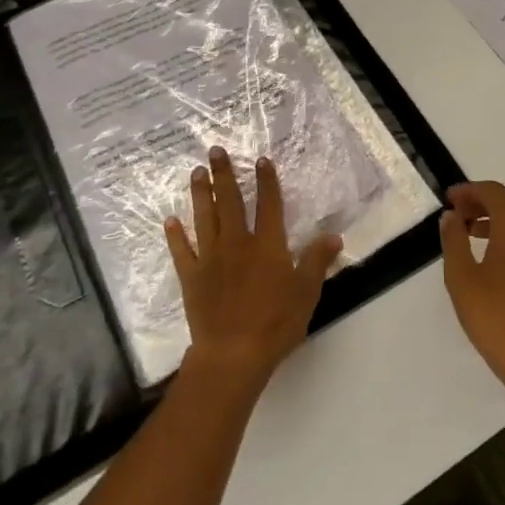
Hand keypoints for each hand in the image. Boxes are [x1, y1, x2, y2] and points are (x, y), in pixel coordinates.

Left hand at [165, 147, 341, 388]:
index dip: (266, 181)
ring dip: (200, 194)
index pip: (268, 205)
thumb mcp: (306, 292)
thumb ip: (317, 261)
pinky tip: (170, 220)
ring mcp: (211, 259)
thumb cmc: (275, 323)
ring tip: (196, 173)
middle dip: (223, 174)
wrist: (233, 354)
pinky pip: (182, 251)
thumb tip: (333, 236)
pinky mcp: (191, 277)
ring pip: (204, 218)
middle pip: (230, 202)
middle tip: (215, 150)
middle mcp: (237, 243)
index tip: (261, 160)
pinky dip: (175, 235)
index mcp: (267, 245)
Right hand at [439, 181, 504, 399]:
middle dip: (483, 201)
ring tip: (470, 233)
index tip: (448, 199)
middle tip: (457, 214)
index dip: (469, 190)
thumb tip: (451, 216)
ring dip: (497, 218)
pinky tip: (492, 256)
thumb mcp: (461, 276)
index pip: (493, 191)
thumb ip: (454, 239)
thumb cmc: (494, 314)